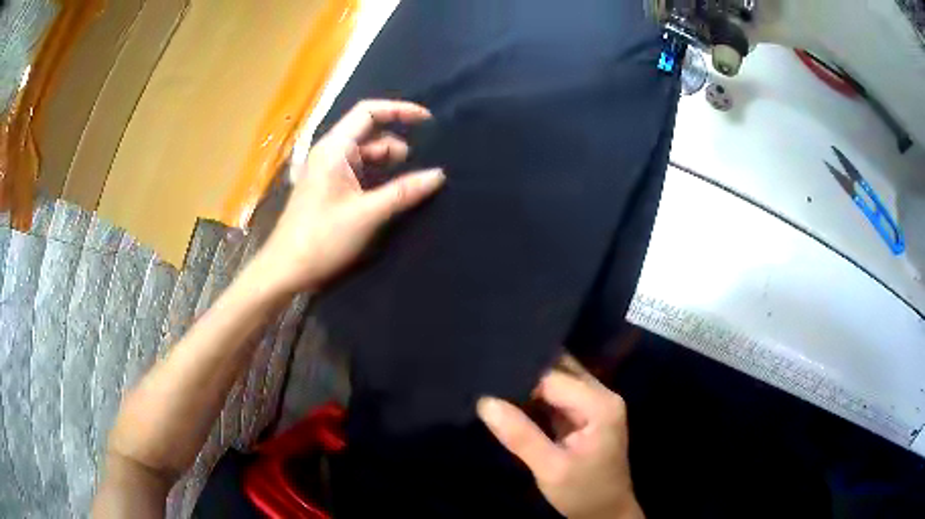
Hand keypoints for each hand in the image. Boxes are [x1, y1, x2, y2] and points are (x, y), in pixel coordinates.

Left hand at [251, 100, 444, 295]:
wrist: (286, 270)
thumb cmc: (322, 239)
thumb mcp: (367, 214)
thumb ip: (403, 192)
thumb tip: (439, 175)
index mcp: (334, 148)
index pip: (369, 112)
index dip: (399, 110)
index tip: (428, 120)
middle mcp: (330, 153)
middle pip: (369, 132)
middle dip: (398, 142)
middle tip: (425, 162)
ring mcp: (328, 170)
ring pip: (365, 154)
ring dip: (389, 162)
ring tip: (413, 181)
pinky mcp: (329, 188)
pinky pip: (359, 171)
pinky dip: (378, 176)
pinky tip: (393, 191)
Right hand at [477, 357, 642, 518]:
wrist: (606, 512)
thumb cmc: (583, 492)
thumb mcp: (550, 469)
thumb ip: (521, 436)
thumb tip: (485, 402)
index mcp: (600, 405)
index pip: (554, 377)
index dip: (521, 378)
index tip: (487, 380)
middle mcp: (602, 395)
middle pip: (560, 369)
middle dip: (526, 371)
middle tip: (488, 376)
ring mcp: (595, 403)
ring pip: (558, 379)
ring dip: (529, 383)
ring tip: (495, 385)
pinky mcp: (586, 414)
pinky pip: (558, 395)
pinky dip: (536, 396)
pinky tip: (512, 400)